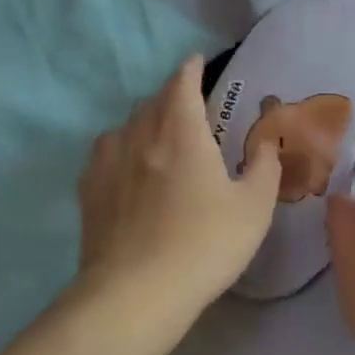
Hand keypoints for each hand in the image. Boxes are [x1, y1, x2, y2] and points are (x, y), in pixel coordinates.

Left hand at [77, 56, 281, 321]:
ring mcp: (108, 164)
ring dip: (144, 122)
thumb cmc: (206, 243)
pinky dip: (121, 149)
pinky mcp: (89, 193)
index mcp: (181, 132)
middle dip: (170, 96)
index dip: (190, 69)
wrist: (137, 293)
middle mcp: (140, 137)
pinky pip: (105, 154)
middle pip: (152, 102)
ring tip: (158, 135)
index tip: (196, 62)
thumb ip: (264, 167)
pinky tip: (127, 168)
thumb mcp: (254, 207)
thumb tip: (265, 144)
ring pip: (125, 126)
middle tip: (188, 105)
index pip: (182, 84)